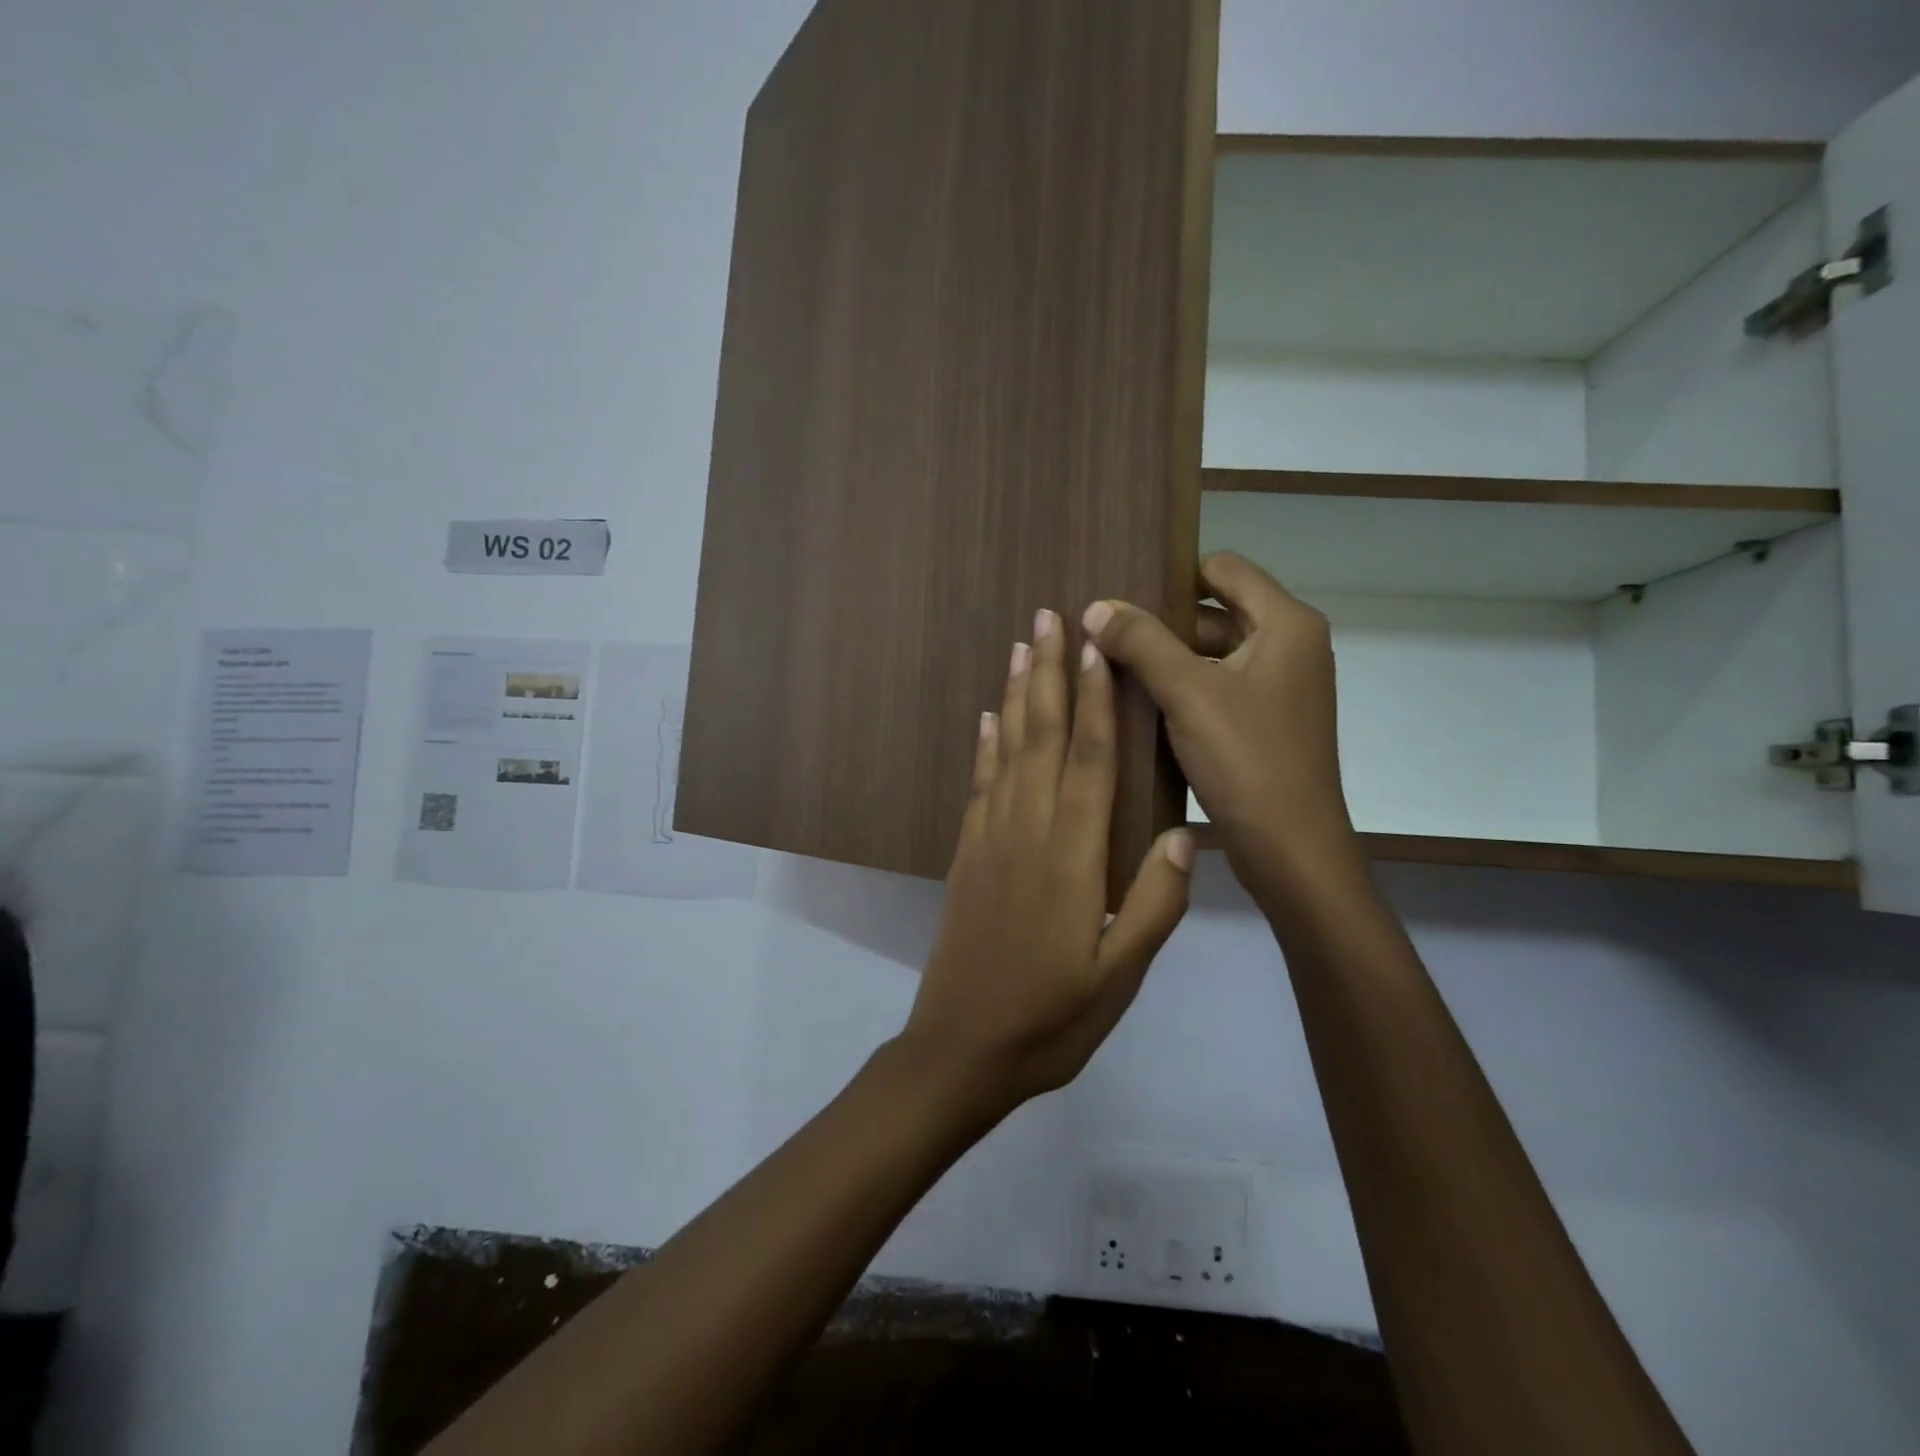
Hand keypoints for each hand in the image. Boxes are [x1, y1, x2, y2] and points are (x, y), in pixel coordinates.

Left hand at [899, 609, 1194, 1113]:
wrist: (963, 1049)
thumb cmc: (1052, 1019)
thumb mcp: (1120, 977)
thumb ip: (1155, 905)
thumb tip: (1183, 835)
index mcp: (1072, 858)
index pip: (1088, 760)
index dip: (1095, 699)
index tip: (1099, 646)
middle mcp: (1027, 833)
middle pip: (1041, 737)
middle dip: (1049, 673)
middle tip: (1051, 616)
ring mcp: (990, 841)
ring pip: (1006, 751)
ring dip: (1015, 695)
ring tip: (1021, 646)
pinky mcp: (967, 857)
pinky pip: (979, 786)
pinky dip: (985, 746)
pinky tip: (988, 719)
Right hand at [1082, 553, 1359, 893]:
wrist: (1291, 849)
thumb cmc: (1247, 760)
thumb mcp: (1188, 692)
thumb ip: (1141, 642)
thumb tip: (1095, 607)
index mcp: (1285, 624)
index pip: (1223, 569)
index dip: (1172, 575)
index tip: (1122, 595)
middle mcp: (1289, 646)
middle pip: (1215, 610)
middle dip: (1161, 622)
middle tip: (1104, 634)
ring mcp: (1279, 687)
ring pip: (1212, 653)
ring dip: (1166, 658)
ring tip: (1109, 667)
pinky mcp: (1265, 721)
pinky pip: (1216, 687)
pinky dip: (1181, 689)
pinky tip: (1138, 704)